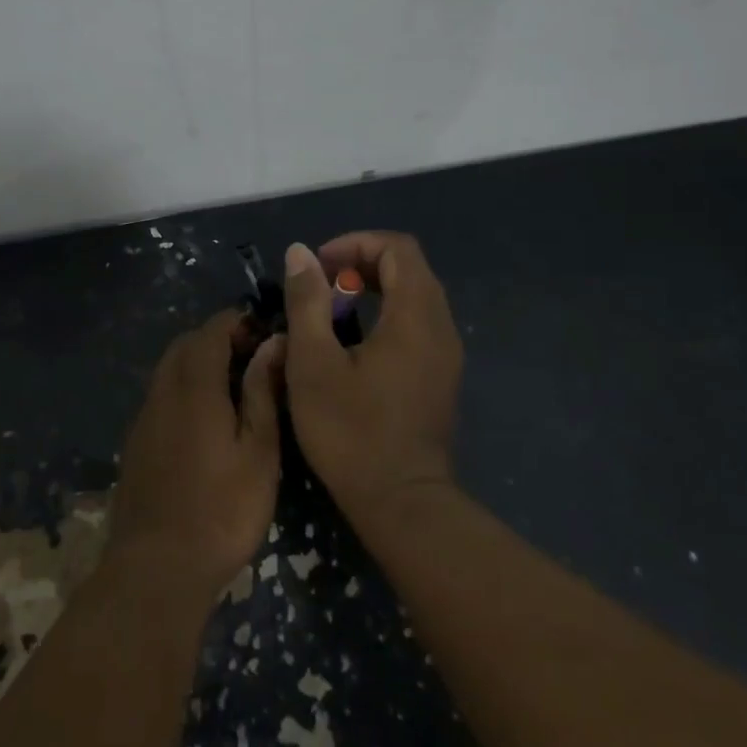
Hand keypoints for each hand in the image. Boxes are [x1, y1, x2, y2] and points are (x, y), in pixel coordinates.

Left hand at [108, 312, 284, 599]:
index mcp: (194, 387)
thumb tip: (273, 343)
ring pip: (168, 370)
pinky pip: (160, 396)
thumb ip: (263, 392)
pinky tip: (205, 420)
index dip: (236, 322)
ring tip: (234, 387)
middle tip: (252, 357)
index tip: (264, 331)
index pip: (210, 331)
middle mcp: (162, 392)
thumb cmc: (222, 511)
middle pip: (185, 345)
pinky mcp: (136, 442)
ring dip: (198, 363)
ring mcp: (144, 418)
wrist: (157, 567)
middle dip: (216, 338)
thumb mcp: (259, 453)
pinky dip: (183, 389)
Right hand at [281, 233, 463, 525]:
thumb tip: (300, 253)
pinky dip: (387, 315)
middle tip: (322, 286)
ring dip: (375, 290)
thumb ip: (307, 302)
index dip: (356, 244)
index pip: (398, 248)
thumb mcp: (313, 363)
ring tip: (333, 313)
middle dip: (363, 264)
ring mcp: (446, 355)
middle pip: (410, 269)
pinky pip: (419, 324)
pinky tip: (355, 345)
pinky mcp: (441, 377)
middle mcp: (441, 327)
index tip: (319, 267)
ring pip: (416, 297)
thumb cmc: (351, 431)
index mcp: (415, 317)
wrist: (401, 502)